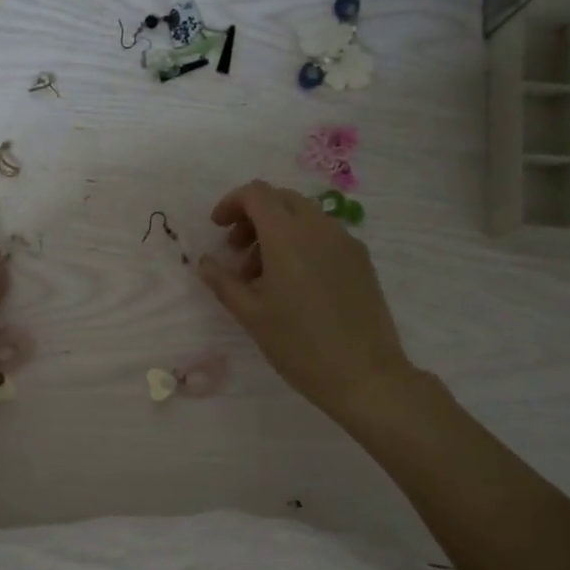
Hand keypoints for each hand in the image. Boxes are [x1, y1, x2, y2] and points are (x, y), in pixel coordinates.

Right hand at [198, 180, 415, 422]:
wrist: (364, 375)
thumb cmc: (299, 345)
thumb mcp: (251, 315)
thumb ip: (223, 282)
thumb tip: (204, 262)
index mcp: (288, 236)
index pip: (257, 194)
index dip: (232, 203)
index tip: (218, 228)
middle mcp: (319, 228)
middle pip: (281, 199)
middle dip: (253, 216)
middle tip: (236, 250)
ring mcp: (345, 241)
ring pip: (304, 216)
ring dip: (276, 230)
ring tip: (262, 274)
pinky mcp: (361, 259)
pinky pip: (324, 235)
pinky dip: (300, 242)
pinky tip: (294, 282)